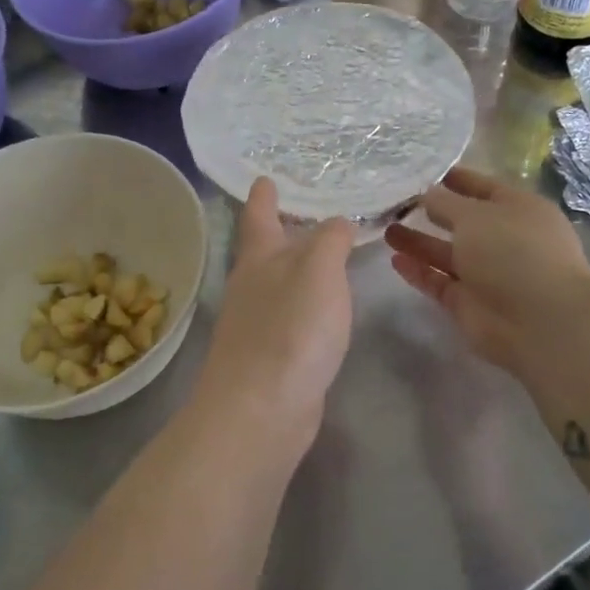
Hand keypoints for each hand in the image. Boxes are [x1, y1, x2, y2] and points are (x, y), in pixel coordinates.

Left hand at [192, 178, 355, 459]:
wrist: (261, 410)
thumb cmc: (290, 330)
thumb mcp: (318, 271)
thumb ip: (330, 240)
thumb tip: (337, 222)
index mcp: (258, 260)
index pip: (259, 216)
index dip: (264, 196)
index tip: (265, 178)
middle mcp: (252, 288)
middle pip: (265, 251)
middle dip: (282, 232)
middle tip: (306, 214)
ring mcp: (257, 326)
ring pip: (278, 286)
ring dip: (296, 270)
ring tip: (323, 258)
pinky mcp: (270, 358)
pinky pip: (290, 319)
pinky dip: (306, 306)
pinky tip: (323, 312)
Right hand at [384, 166, 589, 375]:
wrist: (538, 322)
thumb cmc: (513, 252)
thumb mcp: (475, 215)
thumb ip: (444, 203)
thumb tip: (427, 193)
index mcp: (518, 208)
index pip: (481, 187)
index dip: (453, 179)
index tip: (419, 173)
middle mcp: (505, 239)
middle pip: (462, 221)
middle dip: (431, 212)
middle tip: (394, 203)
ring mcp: (488, 273)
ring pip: (447, 253)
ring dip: (418, 241)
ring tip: (386, 229)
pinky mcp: (470, 303)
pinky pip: (440, 282)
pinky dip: (420, 271)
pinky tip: (395, 260)